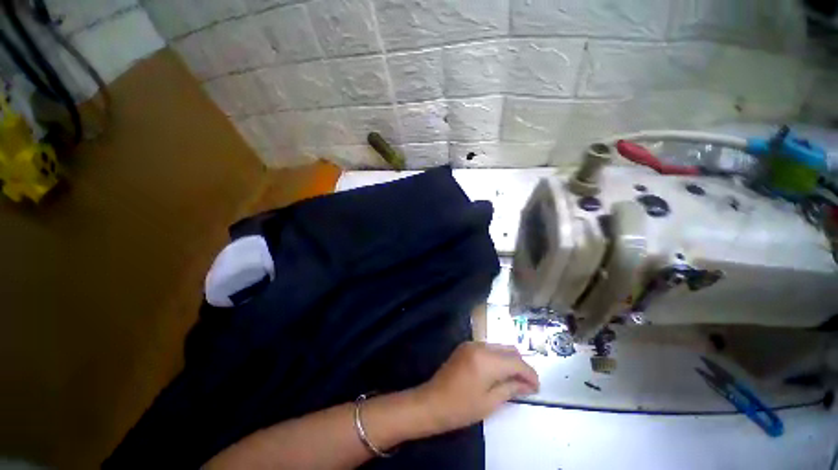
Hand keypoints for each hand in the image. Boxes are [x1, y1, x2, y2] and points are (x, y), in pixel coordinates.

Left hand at [412, 342, 538, 433]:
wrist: (432, 402)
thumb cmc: (461, 407)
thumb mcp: (490, 402)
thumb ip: (511, 388)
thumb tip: (528, 385)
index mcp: (487, 360)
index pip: (516, 361)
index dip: (530, 374)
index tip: (537, 387)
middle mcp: (480, 346)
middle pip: (509, 349)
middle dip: (521, 365)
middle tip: (527, 384)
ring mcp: (471, 344)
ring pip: (498, 347)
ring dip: (509, 361)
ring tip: (514, 380)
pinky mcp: (464, 347)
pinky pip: (487, 348)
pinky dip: (497, 358)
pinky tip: (498, 372)